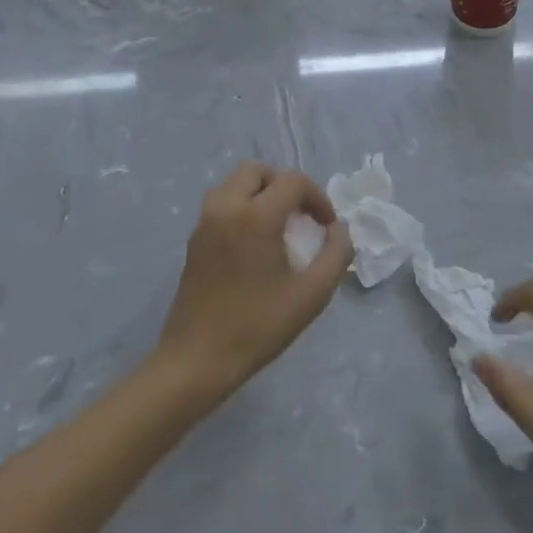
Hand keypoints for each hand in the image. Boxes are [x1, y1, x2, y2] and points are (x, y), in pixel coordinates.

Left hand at [156, 162, 352, 405]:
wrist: (196, 361)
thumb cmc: (258, 327)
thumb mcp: (312, 294)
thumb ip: (336, 254)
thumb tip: (338, 229)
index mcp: (255, 216)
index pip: (293, 181)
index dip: (317, 198)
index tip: (326, 227)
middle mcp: (225, 208)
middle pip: (257, 171)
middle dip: (285, 185)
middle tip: (301, 216)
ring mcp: (204, 222)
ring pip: (235, 183)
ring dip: (261, 193)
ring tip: (279, 226)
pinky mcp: (194, 240)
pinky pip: (222, 203)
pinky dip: (243, 207)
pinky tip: (256, 244)